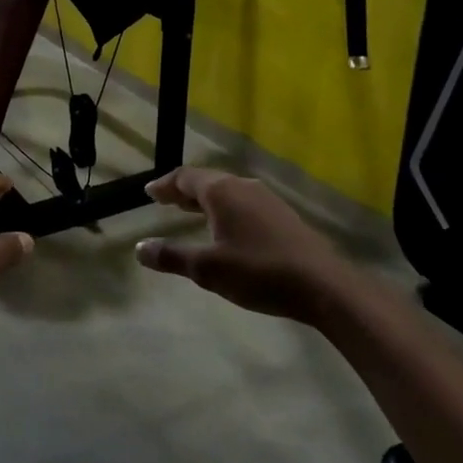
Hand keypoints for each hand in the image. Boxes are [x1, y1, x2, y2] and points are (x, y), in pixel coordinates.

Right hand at [134, 167, 350, 322]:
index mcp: (222, 192)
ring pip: (227, 192)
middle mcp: (244, 187)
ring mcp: (267, 200)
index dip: (165, 185)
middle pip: (207, 181)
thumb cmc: (259, 272)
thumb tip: (139, 248)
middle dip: (183, 190)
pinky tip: (227, 228)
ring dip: (205, 199)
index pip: (185, 177)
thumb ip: (172, 256)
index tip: (149, 192)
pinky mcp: (283, 216)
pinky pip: (244, 203)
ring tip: (190, 212)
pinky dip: (225, 209)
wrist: (323, 285)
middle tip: (164, 200)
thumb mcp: (208, 269)